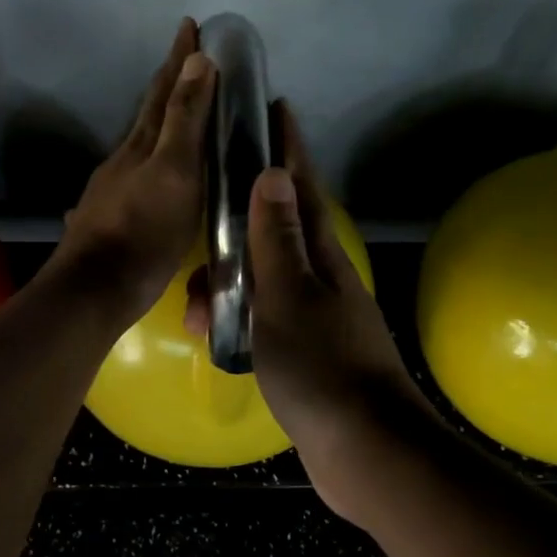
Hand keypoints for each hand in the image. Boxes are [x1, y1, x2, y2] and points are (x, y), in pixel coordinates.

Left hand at [51, 18, 213, 328]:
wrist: (96, 287)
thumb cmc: (145, 230)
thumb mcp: (175, 172)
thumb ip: (186, 120)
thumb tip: (197, 60)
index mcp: (144, 143)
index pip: (165, 90)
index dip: (180, 58)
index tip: (191, 24)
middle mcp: (125, 157)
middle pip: (149, 111)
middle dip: (170, 81)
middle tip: (187, 56)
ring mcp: (113, 186)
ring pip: (141, 141)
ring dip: (160, 119)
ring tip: (177, 109)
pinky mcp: (110, 214)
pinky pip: (136, 171)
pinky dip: (151, 157)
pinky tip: (149, 169)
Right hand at [188, 105, 432, 519]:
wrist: (364, 449)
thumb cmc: (322, 365)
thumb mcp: (289, 296)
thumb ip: (276, 238)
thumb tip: (273, 172)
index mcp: (320, 256)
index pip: (301, 186)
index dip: (288, 147)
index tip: (275, 107)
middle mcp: (321, 278)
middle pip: (275, 231)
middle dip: (238, 220)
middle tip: (201, 219)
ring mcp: (315, 316)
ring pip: (261, 281)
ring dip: (227, 285)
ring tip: (192, 308)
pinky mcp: (305, 352)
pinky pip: (261, 320)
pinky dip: (235, 321)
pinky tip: (211, 334)